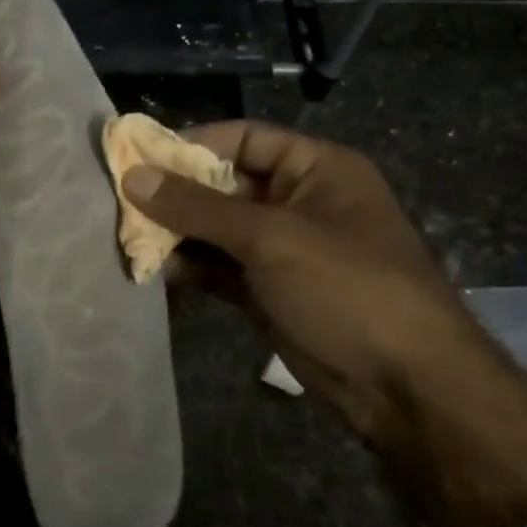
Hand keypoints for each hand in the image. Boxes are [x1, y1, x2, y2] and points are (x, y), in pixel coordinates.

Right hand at [123, 121, 526, 526]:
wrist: (405, 388)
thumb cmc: (346, 287)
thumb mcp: (270, 237)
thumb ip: (197, 206)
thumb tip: (133, 176)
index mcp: (316, 169)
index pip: (243, 138)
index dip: (191, 144)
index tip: (137, 158)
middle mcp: (298, 201)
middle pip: (224, 184)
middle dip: (175, 193)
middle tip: (120, 201)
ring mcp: (283, 249)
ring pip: (217, 228)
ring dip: (176, 232)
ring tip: (127, 236)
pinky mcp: (269, 290)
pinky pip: (220, 267)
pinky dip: (190, 266)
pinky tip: (154, 269)